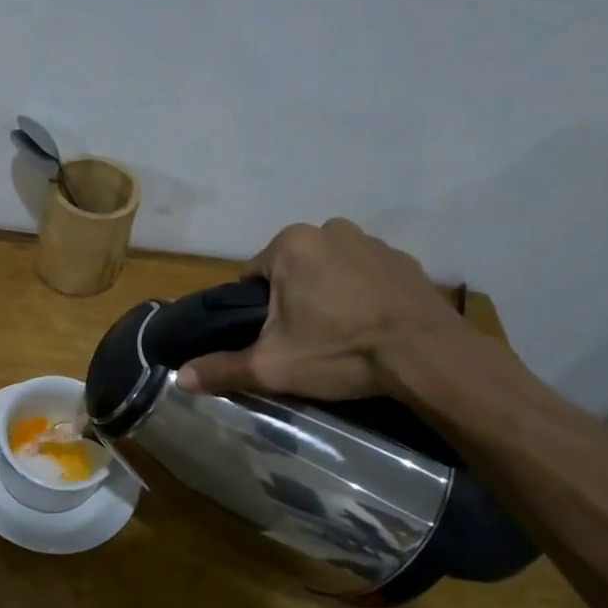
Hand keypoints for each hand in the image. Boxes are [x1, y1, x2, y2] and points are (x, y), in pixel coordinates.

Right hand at [177, 220, 462, 400]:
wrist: (429, 358)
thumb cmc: (340, 352)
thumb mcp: (273, 366)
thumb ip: (223, 368)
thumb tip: (178, 378)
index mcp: (291, 244)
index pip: (252, 277)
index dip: (255, 312)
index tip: (272, 339)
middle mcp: (329, 229)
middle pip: (291, 271)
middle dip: (292, 300)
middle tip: (305, 341)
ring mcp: (372, 241)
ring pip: (329, 270)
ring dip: (327, 294)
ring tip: (340, 336)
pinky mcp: (405, 260)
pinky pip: (366, 274)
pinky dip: (362, 294)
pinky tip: (370, 327)